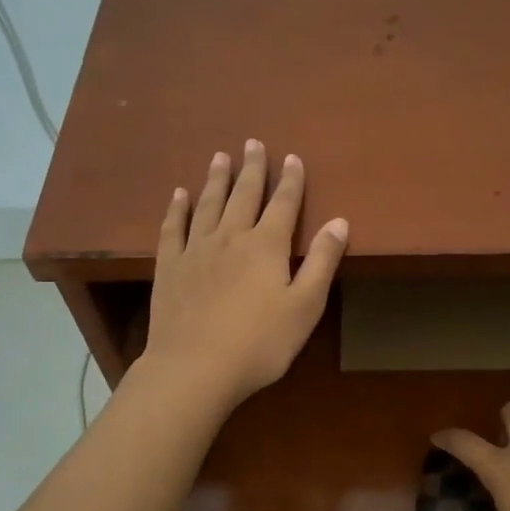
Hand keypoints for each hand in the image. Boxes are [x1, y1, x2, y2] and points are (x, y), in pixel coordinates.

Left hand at [140, 141, 348, 414]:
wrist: (195, 367)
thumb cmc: (260, 343)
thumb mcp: (305, 306)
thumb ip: (322, 262)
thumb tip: (339, 221)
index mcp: (267, 246)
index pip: (284, 204)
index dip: (291, 180)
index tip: (292, 158)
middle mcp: (231, 237)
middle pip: (244, 194)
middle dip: (252, 169)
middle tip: (253, 143)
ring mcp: (196, 250)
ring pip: (208, 204)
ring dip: (216, 179)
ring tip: (220, 157)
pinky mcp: (170, 267)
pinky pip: (173, 228)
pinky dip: (177, 208)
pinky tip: (179, 195)